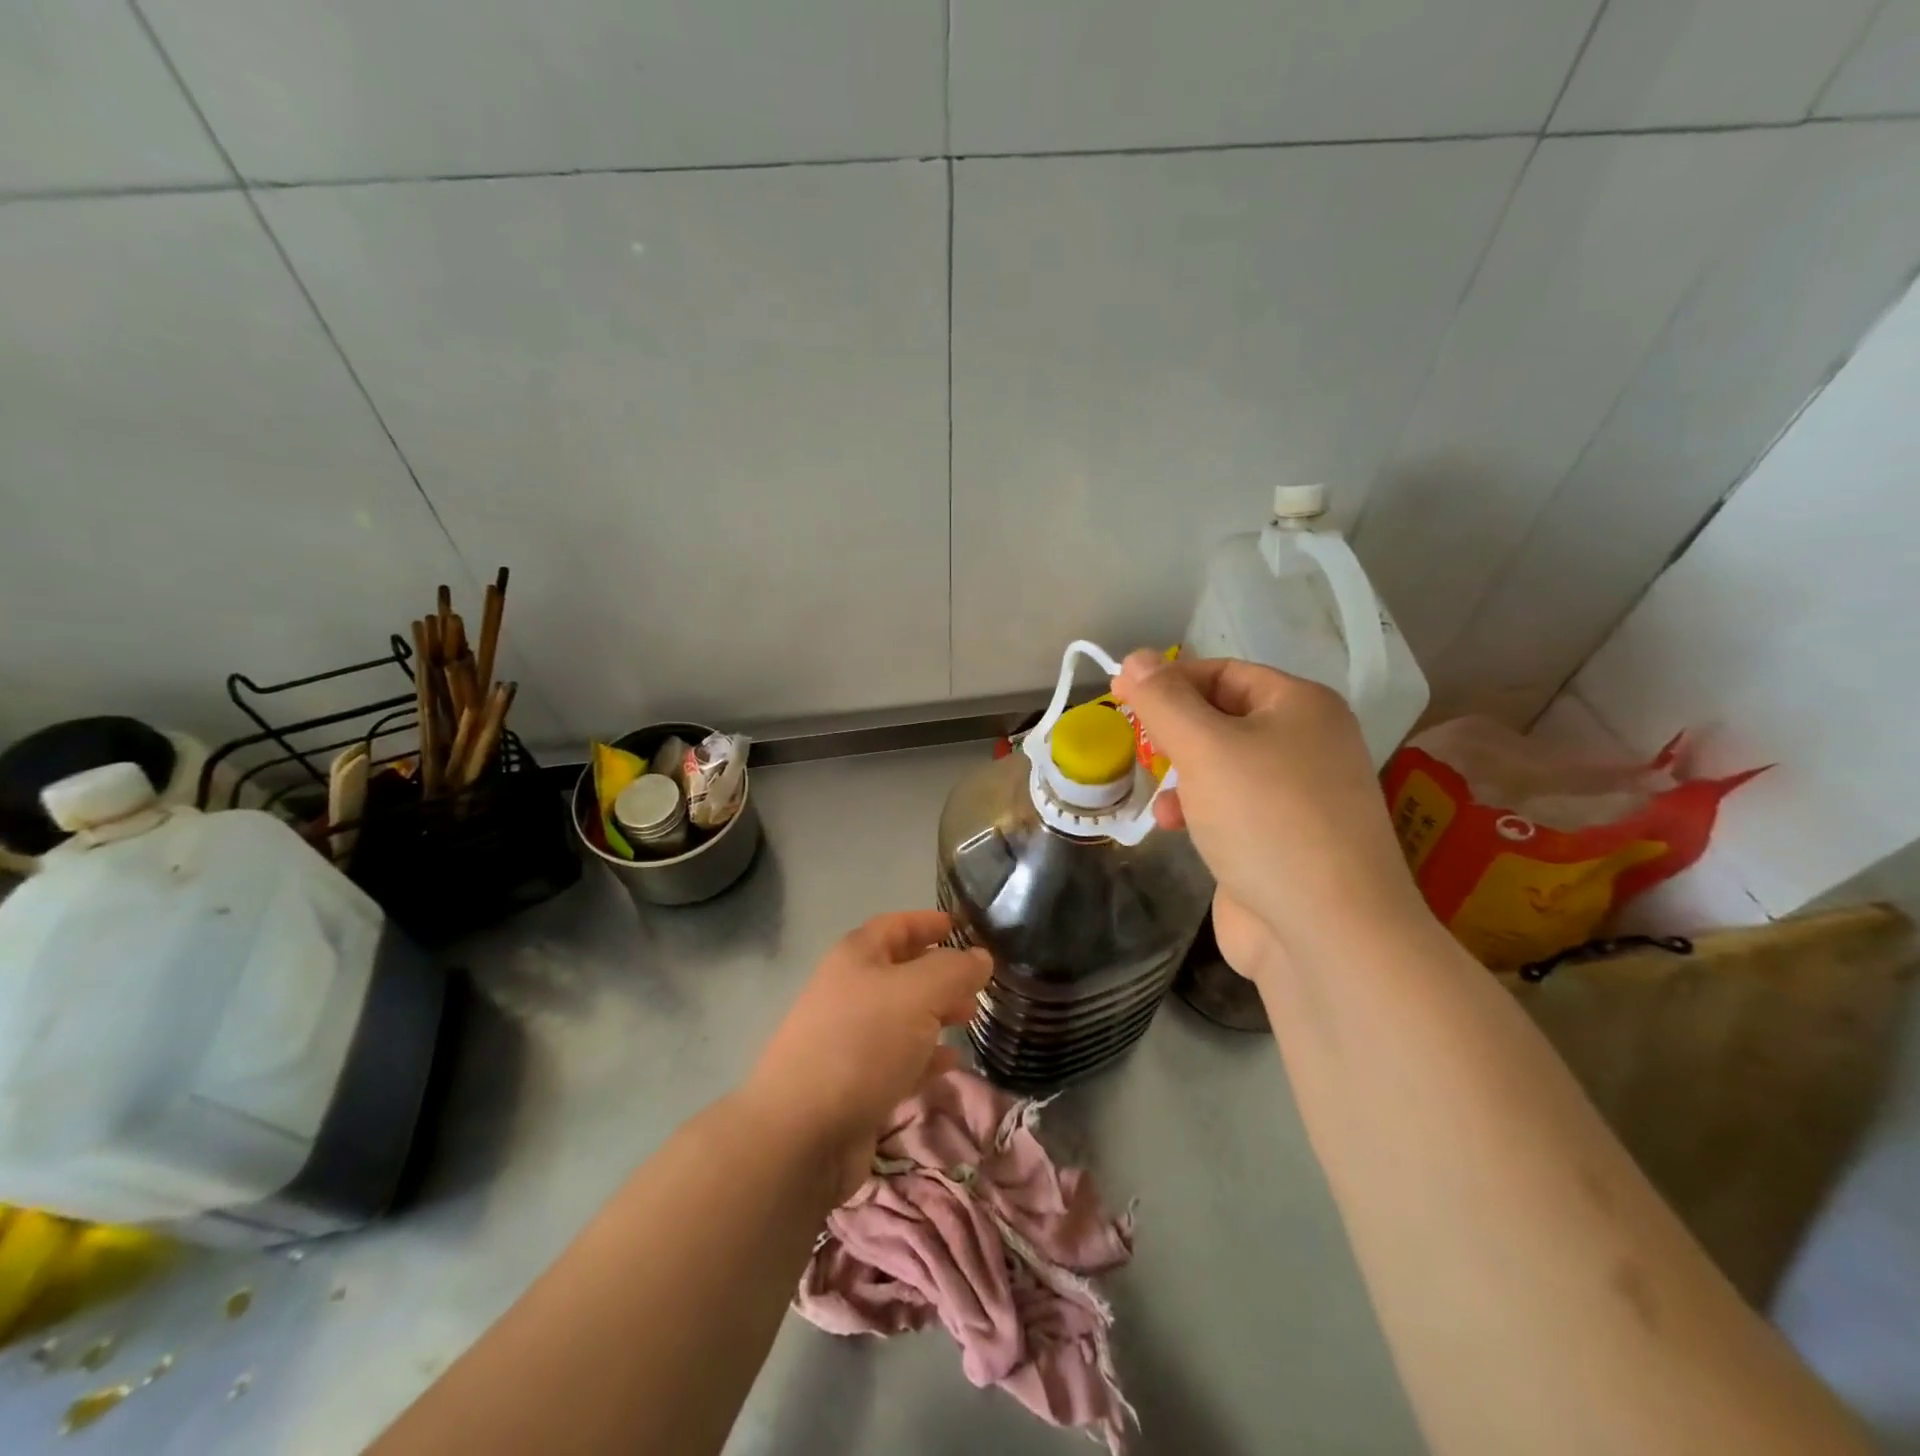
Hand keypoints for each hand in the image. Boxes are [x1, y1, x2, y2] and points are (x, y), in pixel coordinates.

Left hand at [742, 911, 992, 1201]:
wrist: (801, 1134)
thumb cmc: (862, 1044)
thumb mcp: (919, 994)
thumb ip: (955, 970)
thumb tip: (981, 957)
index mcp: (856, 957)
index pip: (897, 925)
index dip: (929, 922)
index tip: (965, 927)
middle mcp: (850, 991)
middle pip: (901, 971)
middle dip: (940, 973)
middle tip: (978, 982)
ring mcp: (849, 1040)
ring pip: (902, 1016)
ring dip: (936, 1014)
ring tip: (970, 1018)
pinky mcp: (855, 1085)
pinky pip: (898, 1060)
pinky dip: (925, 1058)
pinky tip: (950, 1063)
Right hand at [1111, 652, 1427, 979]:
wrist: (1326, 930)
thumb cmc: (1265, 820)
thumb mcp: (1205, 748)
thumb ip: (1164, 700)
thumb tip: (1134, 658)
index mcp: (1301, 706)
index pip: (1223, 672)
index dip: (1169, 680)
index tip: (1119, 697)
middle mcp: (1306, 743)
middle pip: (1222, 718)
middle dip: (1174, 733)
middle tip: (1137, 746)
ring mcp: (1298, 796)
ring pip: (1222, 766)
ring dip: (1182, 776)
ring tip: (1159, 800)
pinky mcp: (1283, 840)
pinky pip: (1231, 807)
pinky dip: (1198, 810)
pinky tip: (1176, 829)